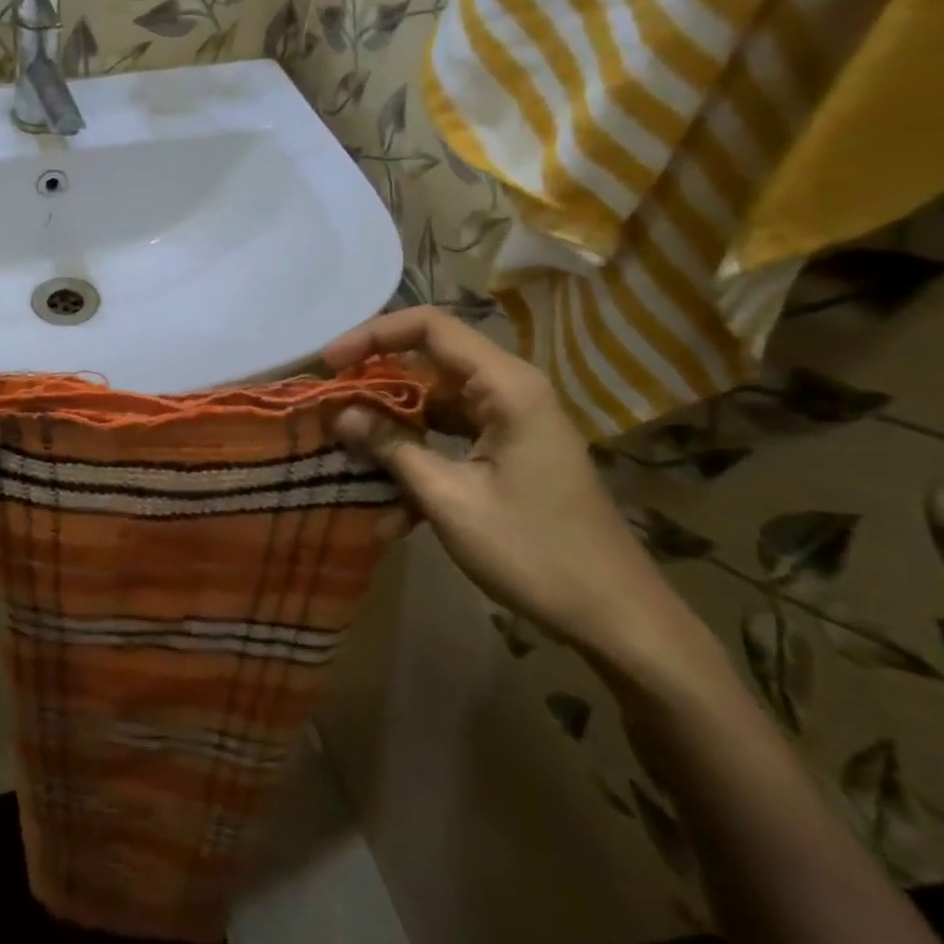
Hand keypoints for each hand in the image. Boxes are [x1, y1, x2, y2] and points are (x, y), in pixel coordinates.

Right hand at [324, 307, 698, 673]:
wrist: (614, 616)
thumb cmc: (534, 551)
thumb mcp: (450, 499)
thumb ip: (392, 447)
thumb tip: (340, 414)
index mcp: (506, 387)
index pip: (431, 327)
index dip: (373, 335)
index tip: (330, 363)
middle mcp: (509, 392)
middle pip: (427, 365)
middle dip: (374, 389)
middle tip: (330, 415)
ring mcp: (509, 424)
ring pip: (433, 407)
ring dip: (392, 434)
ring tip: (349, 464)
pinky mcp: (507, 453)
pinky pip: (449, 441)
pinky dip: (417, 464)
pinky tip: (390, 514)